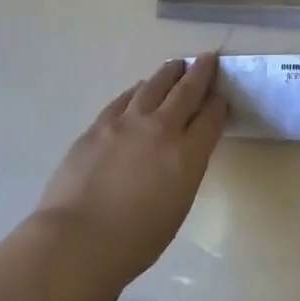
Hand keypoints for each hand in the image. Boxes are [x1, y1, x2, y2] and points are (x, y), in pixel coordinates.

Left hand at [34, 55, 227, 285]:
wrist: (77, 240)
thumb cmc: (134, 241)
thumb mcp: (177, 207)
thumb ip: (184, 171)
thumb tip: (182, 152)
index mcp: (187, 155)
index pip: (211, 118)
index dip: (219, 104)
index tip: (222, 95)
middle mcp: (161, 129)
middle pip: (186, 91)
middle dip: (201, 73)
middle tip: (208, 58)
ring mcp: (127, 122)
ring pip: (154, 85)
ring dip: (169, 73)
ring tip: (176, 66)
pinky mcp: (99, 125)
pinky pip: (124, 98)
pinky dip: (138, 90)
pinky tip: (139, 88)